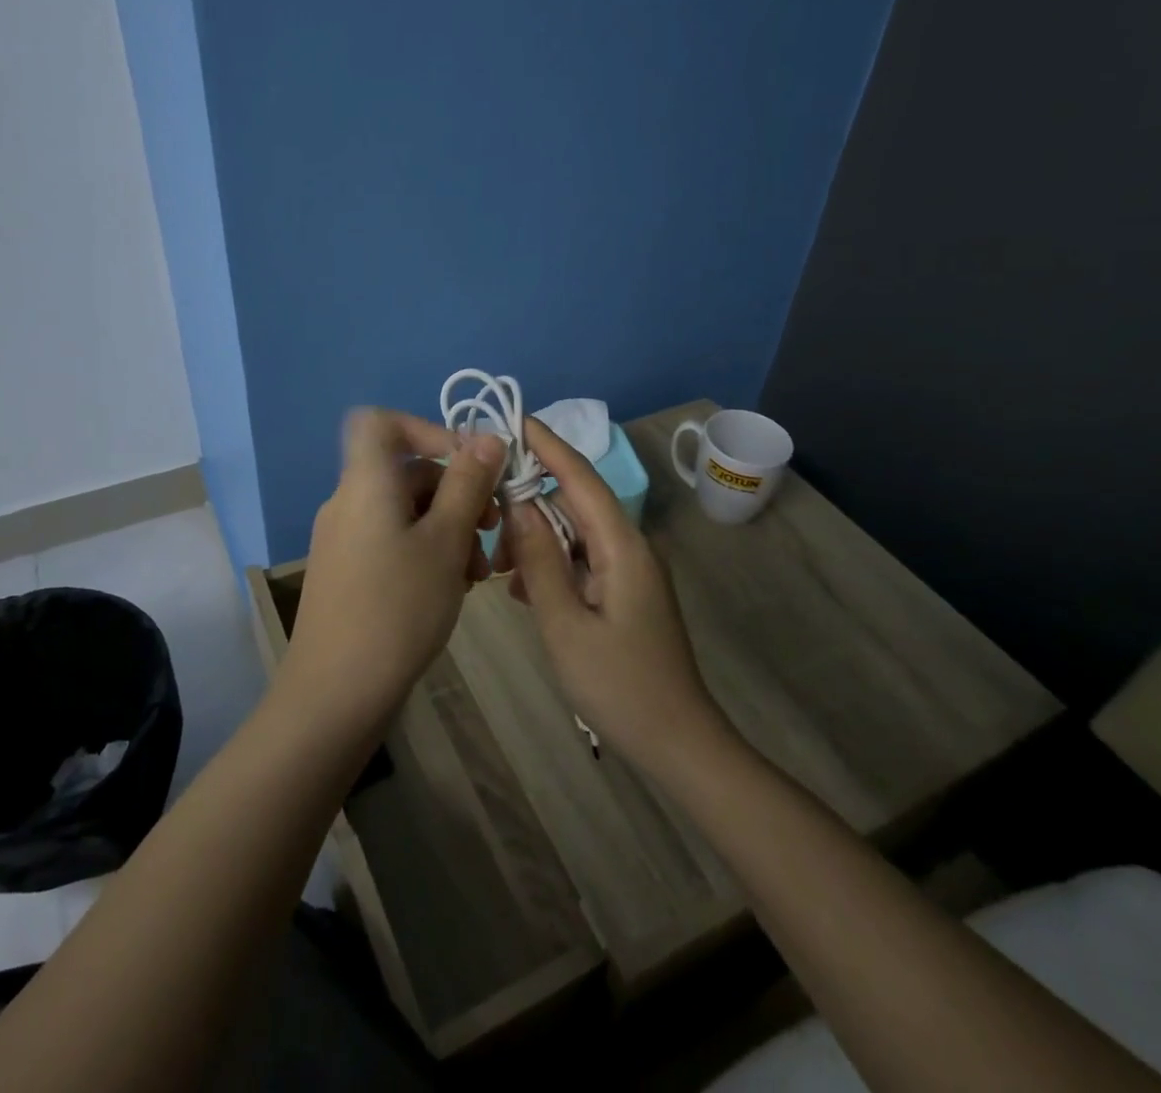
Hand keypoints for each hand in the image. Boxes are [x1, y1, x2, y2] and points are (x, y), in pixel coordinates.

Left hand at [284, 409, 506, 733]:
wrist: (336, 693)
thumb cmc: (398, 607)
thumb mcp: (445, 541)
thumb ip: (468, 484)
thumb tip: (488, 438)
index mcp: (366, 482)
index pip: (381, 422)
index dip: (427, 429)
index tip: (467, 463)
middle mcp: (349, 501)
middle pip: (406, 471)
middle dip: (456, 491)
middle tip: (493, 526)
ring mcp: (345, 538)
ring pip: (406, 510)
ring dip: (448, 527)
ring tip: (478, 571)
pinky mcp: (348, 571)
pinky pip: (393, 539)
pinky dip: (426, 550)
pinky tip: (453, 586)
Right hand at [497, 418, 727, 768]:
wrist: (677, 742)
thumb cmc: (619, 685)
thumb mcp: (564, 624)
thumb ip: (539, 560)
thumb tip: (517, 504)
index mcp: (622, 545)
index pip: (579, 477)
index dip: (546, 444)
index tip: (512, 418)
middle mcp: (629, 546)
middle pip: (575, 501)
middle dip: (528, 499)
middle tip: (483, 510)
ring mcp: (630, 569)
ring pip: (574, 532)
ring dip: (535, 538)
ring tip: (497, 565)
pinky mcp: (625, 591)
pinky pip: (581, 559)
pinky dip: (550, 564)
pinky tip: (520, 588)